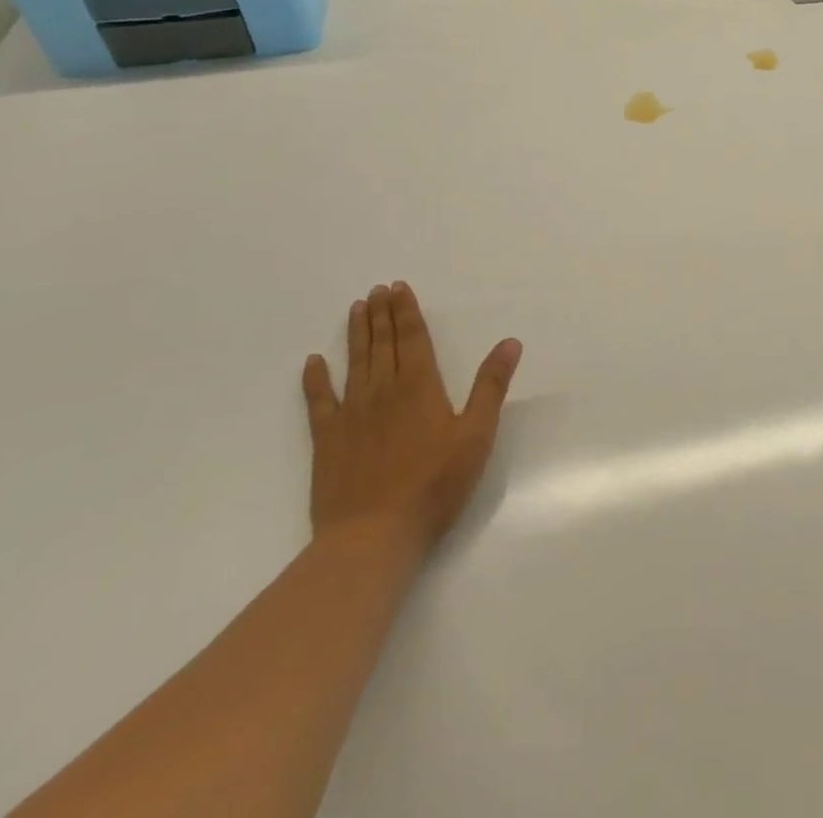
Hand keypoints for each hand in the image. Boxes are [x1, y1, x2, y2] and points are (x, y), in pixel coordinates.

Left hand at [301, 281, 521, 552]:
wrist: (373, 536)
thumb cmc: (434, 485)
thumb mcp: (476, 435)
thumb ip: (491, 386)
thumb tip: (510, 342)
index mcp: (420, 386)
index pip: (413, 338)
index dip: (406, 311)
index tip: (398, 287)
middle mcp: (384, 390)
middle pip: (383, 344)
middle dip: (382, 314)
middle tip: (376, 289)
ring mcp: (352, 414)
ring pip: (355, 363)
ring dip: (356, 334)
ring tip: (357, 308)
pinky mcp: (327, 440)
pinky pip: (319, 402)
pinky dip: (315, 380)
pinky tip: (313, 362)